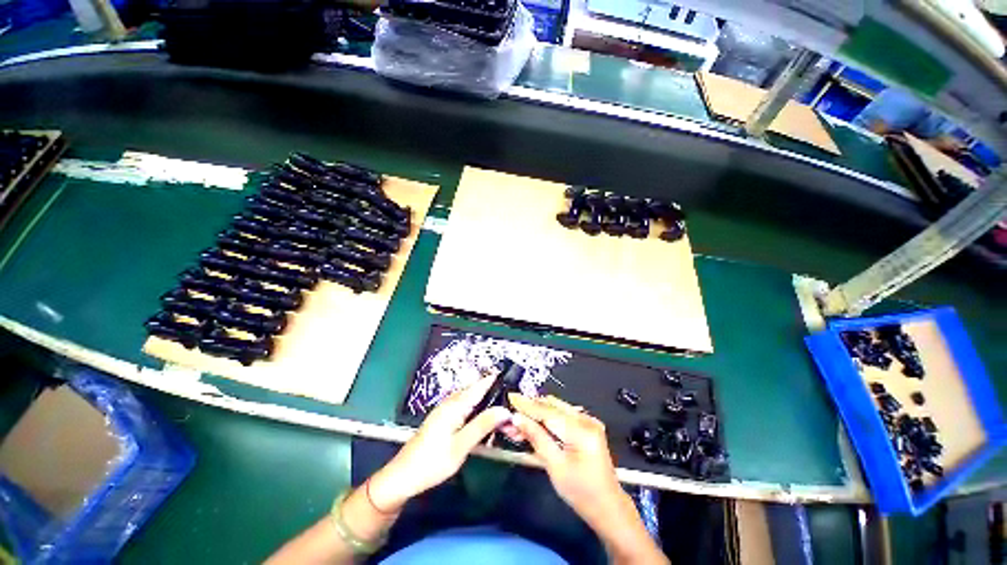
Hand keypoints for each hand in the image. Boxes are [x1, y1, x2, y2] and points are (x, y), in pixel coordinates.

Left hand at [368, 376, 510, 511]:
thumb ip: (482, 425)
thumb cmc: (432, 462)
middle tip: (509, 394)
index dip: (493, 379)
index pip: (478, 386)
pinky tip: (480, 414)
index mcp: (454, 406)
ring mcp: (444, 410)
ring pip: (468, 397)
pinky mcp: (441, 419)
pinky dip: (475, 405)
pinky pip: (462, 405)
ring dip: (483, 396)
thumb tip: (505, 409)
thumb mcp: (460, 446)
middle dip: (491, 389)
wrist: (402, 476)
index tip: (508, 374)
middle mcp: (449, 403)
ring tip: (499, 401)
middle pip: (473, 389)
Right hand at [510, 395, 667, 563]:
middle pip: (552, 407)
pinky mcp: (587, 426)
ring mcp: (588, 421)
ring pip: (556, 409)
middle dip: (530, 409)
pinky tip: (535, 424)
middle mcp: (586, 419)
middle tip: (512, 415)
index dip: (527, 404)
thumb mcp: (555, 466)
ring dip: (537, 413)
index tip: (511, 397)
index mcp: (581, 429)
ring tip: (519, 421)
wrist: (608, 507)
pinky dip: (547, 418)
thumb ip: (537, 438)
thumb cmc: (581, 492)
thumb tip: (518, 418)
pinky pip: (563, 415)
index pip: (548, 411)